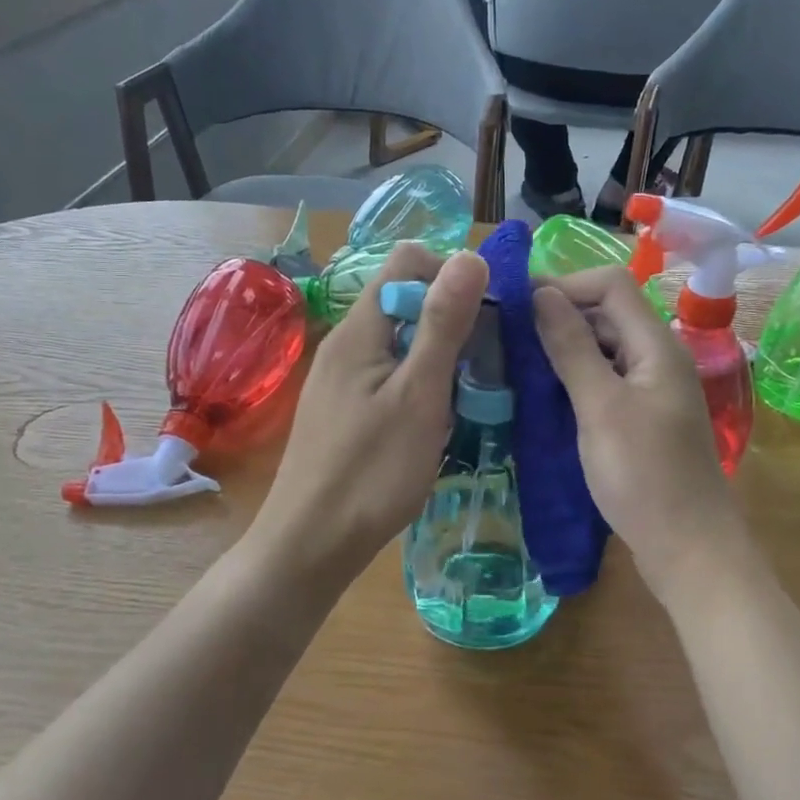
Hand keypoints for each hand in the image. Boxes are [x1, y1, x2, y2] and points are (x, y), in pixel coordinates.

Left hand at [249, 243, 488, 591]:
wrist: (312, 544)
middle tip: (484, 367)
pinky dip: (420, 387)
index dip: (452, 275)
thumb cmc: (371, 472)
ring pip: (401, 344)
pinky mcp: (345, 410)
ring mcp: (342, 379)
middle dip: (452, 322)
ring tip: (466, 400)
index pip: (407, 261)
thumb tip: (471, 255)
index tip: (487, 318)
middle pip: (405, 301)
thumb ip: (443, 324)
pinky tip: (436, 424)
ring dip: (440, 360)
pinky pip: (390, 377)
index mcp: (360, 329)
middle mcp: (346, 343)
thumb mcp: (419, 395)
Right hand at [533, 268, 752, 603]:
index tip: (516, 304)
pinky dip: (574, 380)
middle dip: (559, 315)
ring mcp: (652, 391)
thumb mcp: (600, 407)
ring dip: (564, 349)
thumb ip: (571, 348)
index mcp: (656, 345)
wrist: (689, 548)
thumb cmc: (644, 476)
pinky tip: (543, 396)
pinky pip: (605, 382)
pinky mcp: (642, 419)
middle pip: (608, 314)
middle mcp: (658, 358)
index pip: (611, 285)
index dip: (564, 283)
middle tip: (507, 336)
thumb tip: (542, 294)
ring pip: (604, 349)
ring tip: (516, 364)